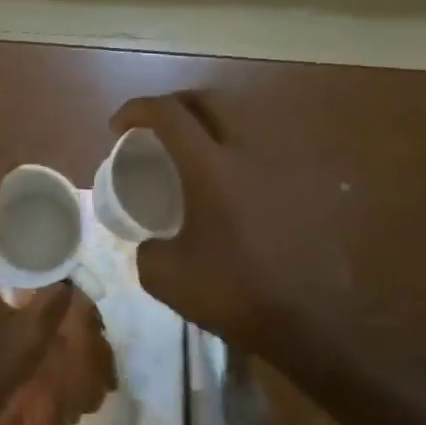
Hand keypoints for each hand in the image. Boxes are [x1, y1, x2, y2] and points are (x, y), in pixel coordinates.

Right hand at [110, 91, 347, 365]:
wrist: (307, 323)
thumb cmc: (232, 293)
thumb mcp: (164, 276)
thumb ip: (147, 249)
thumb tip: (152, 243)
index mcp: (210, 168)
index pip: (169, 114)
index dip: (137, 110)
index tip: (118, 127)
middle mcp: (249, 154)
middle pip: (210, 101)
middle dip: (176, 104)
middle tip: (157, 128)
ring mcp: (283, 168)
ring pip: (244, 121)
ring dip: (211, 126)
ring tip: (194, 153)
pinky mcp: (305, 189)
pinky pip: (266, 154)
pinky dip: (240, 155)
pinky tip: (233, 186)